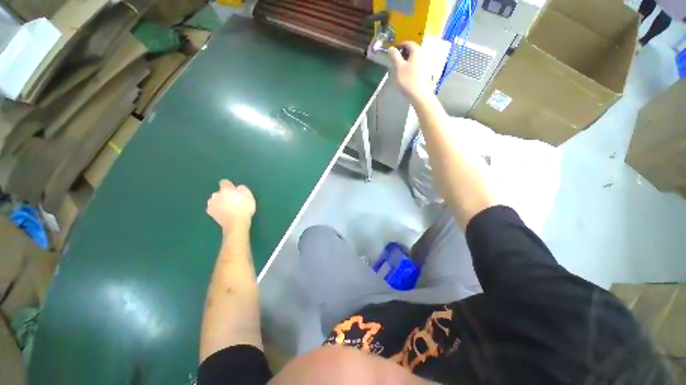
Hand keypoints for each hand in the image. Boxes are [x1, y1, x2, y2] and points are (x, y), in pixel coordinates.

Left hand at [206, 180, 255, 231]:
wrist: (236, 224)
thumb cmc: (244, 208)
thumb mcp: (248, 195)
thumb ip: (242, 189)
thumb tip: (238, 188)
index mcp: (225, 189)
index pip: (225, 182)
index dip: (231, 186)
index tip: (236, 192)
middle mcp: (216, 195)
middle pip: (220, 192)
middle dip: (226, 195)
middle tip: (235, 201)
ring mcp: (211, 204)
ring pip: (216, 199)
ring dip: (221, 202)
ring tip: (230, 208)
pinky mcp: (210, 213)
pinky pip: (214, 207)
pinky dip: (218, 209)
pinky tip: (225, 213)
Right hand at [388, 42, 432, 100]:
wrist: (419, 95)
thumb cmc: (407, 80)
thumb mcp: (398, 67)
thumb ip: (394, 56)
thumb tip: (391, 48)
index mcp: (416, 51)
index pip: (408, 43)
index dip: (399, 46)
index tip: (393, 53)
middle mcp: (423, 54)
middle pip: (412, 51)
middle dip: (403, 55)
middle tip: (395, 62)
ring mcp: (426, 64)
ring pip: (414, 59)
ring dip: (407, 62)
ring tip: (400, 70)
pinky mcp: (426, 73)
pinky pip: (417, 67)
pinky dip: (411, 68)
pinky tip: (407, 76)